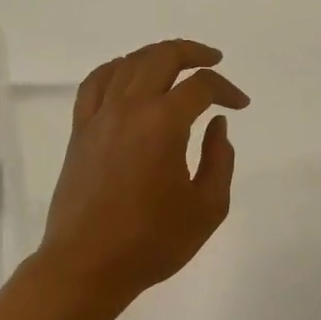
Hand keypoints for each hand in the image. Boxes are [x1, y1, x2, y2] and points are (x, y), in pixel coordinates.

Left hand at [36, 39, 250, 303]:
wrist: (87, 265)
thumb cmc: (152, 242)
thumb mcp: (207, 208)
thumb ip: (220, 160)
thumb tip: (216, 125)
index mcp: (163, 124)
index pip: (201, 86)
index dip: (226, 89)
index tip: (240, 106)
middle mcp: (129, 109)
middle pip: (161, 57)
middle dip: (192, 53)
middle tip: (213, 61)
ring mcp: (99, 117)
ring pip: (127, 63)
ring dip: (156, 56)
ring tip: (176, 64)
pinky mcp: (80, 131)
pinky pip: (95, 83)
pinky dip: (117, 69)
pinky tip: (128, 76)